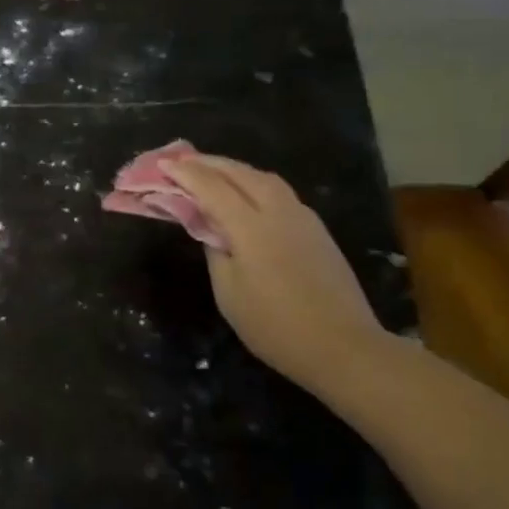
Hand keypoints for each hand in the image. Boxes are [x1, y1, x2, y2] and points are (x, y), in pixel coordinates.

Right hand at [163, 155, 388, 385]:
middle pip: (239, 172)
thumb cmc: (276, 327)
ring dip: (233, 169)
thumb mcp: (229, 293)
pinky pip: (279, 191)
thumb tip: (210, 226)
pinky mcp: (316, 229)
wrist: (344, 348)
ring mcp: (302, 217)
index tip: (163, 164)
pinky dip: (254, 183)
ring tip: (212, 171)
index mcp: (251, 227)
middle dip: (208, 163)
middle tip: (181, 161)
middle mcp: (278, 211)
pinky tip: (246, 194)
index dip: (185, 173)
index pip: (211, 187)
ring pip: (263, 178)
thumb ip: (215, 250)